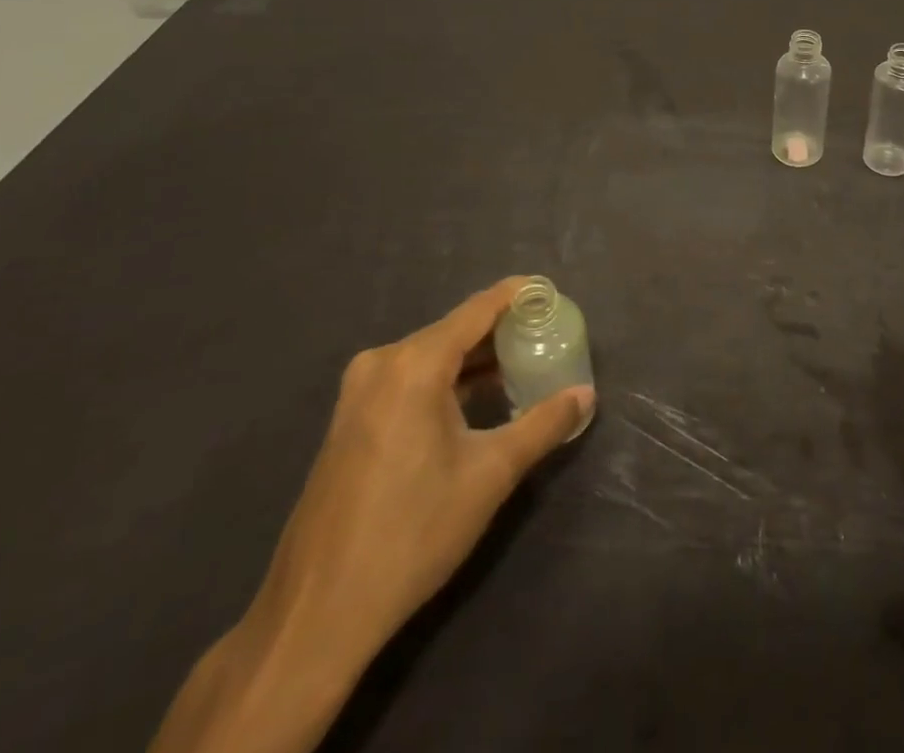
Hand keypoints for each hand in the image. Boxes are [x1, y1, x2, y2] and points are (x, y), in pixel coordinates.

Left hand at [151, 279, 593, 752]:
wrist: (317, 613)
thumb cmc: (413, 532)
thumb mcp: (490, 475)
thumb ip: (543, 425)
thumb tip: (586, 394)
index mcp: (414, 364)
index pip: (478, 309)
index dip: (517, 295)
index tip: (551, 291)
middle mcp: (382, 363)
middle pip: (454, 331)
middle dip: (502, 332)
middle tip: (547, 337)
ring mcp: (359, 392)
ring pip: (432, 357)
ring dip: (475, 361)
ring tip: (522, 367)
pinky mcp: (350, 420)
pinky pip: (409, 380)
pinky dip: (447, 382)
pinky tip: (476, 401)